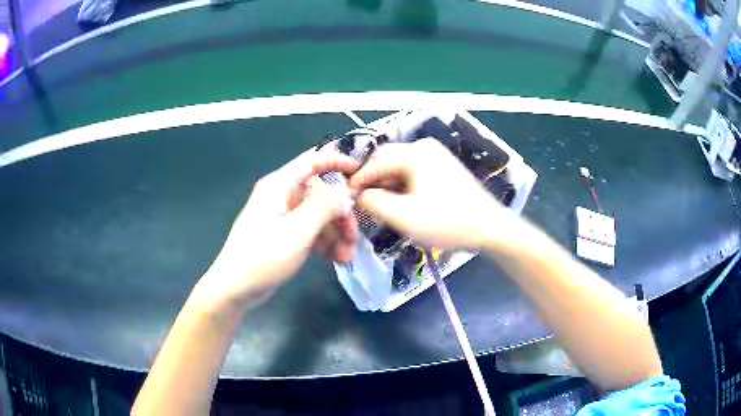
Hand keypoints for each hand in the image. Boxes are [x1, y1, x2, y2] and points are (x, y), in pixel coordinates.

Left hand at [202, 149, 359, 306]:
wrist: (236, 288)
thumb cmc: (263, 255)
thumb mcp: (298, 231)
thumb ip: (325, 206)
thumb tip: (346, 189)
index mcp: (280, 185)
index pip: (313, 160)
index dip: (339, 162)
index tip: (362, 173)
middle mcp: (282, 196)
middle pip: (321, 194)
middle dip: (341, 214)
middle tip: (354, 237)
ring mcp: (284, 217)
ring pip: (319, 215)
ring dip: (336, 233)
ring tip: (347, 256)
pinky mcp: (286, 236)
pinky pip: (311, 232)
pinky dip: (325, 243)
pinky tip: (337, 259)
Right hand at [350, 138, 509, 248]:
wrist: (489, 228)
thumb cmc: (447, 222)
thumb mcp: (403, 216)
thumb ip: (373, 202)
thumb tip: (358, 194)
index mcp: (415, 153)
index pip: (375, 162)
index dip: (357, 180)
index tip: (345, 197)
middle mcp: (424, 147)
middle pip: (387, 161)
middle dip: (372, 181)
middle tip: (362, 203)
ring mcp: (436, 156)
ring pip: (399, 168)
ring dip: (387, 185)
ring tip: (380, 207)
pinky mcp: (443, 168)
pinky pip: (413, 173)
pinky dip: (402, 186)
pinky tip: (401, 203)